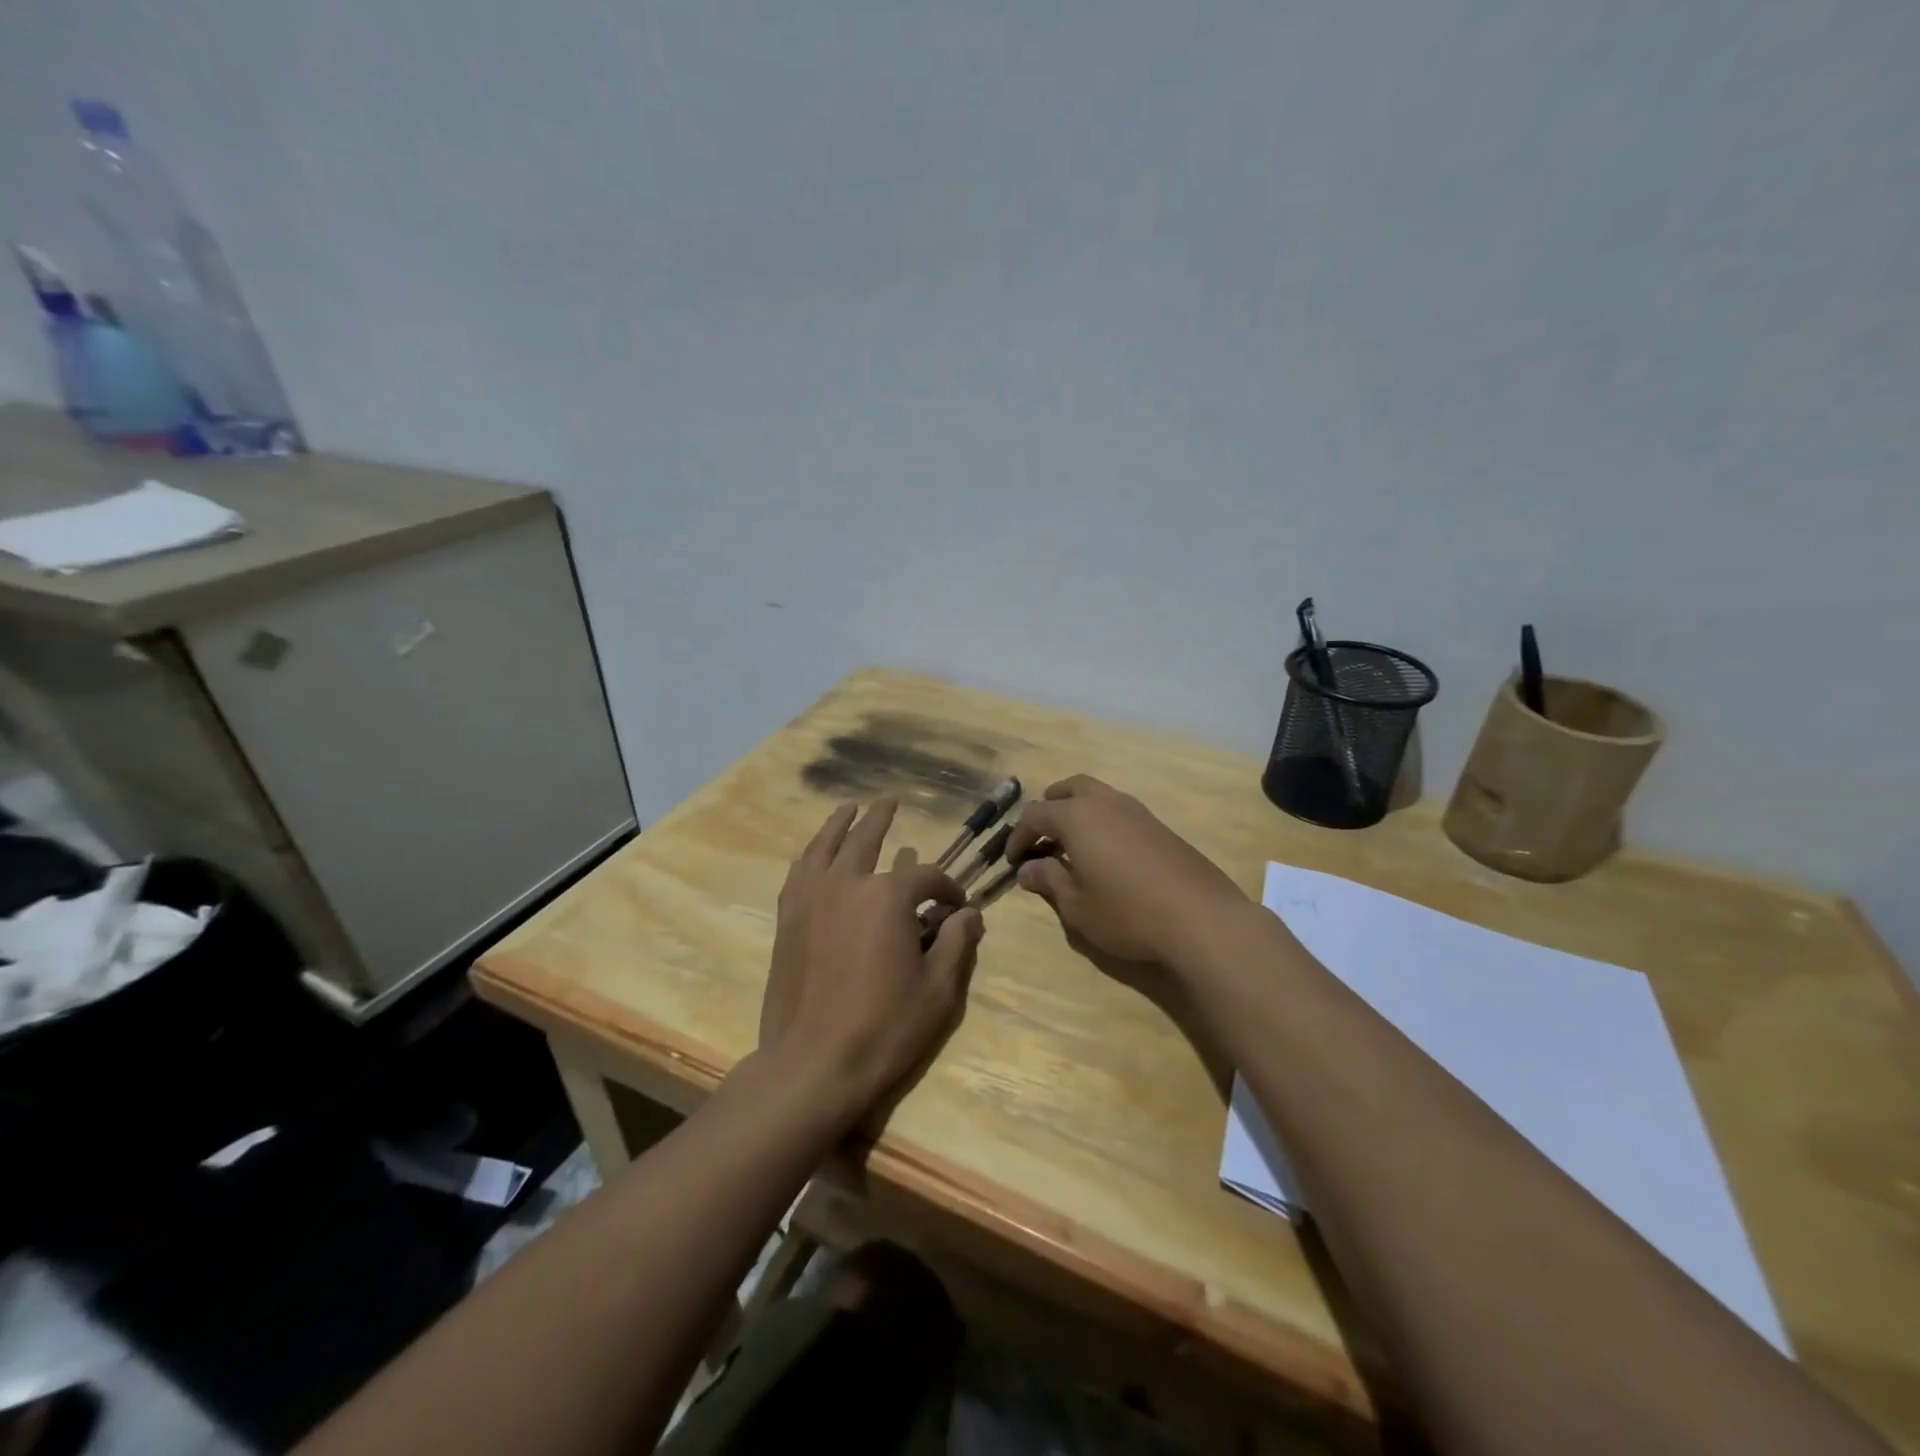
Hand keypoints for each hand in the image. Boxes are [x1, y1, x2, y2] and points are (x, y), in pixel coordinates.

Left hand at [759, 800, 984, 1131]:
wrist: (813, 1064)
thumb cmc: (884, 1028)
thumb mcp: (939, 990)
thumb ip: (958, 943)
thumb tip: (970, 913)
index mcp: (888, 897)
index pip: (926, 877)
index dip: (946, 888)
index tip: (956, 906)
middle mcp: (846, 884)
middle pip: (865, 839)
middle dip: (881, 819)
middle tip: (888, 801)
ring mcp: (810, 899)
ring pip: (825, 847)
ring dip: (838, 824)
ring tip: (848, 808)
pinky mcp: (787, 920)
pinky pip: (799, 873)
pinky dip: (810, 855)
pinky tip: (814, 853)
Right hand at [1006, 775, 1247, 967]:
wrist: (1201, 918)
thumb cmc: (1128, 913)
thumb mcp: (1078, 906)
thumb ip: (1049, 881)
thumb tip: (1028, 869)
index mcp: (1077, 817)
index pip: (1035, 815)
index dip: (1018, 836)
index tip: (1013, 861)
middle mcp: (1105, 803)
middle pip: (1068, 789)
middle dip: (1049, 808)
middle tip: (1041, 837)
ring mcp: (1136, 811)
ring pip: (1097, 795)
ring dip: (1077, 812)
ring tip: (1072, 845)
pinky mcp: (1160, 826)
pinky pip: (1119, 811)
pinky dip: (1102, 822)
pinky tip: (1107, 854)